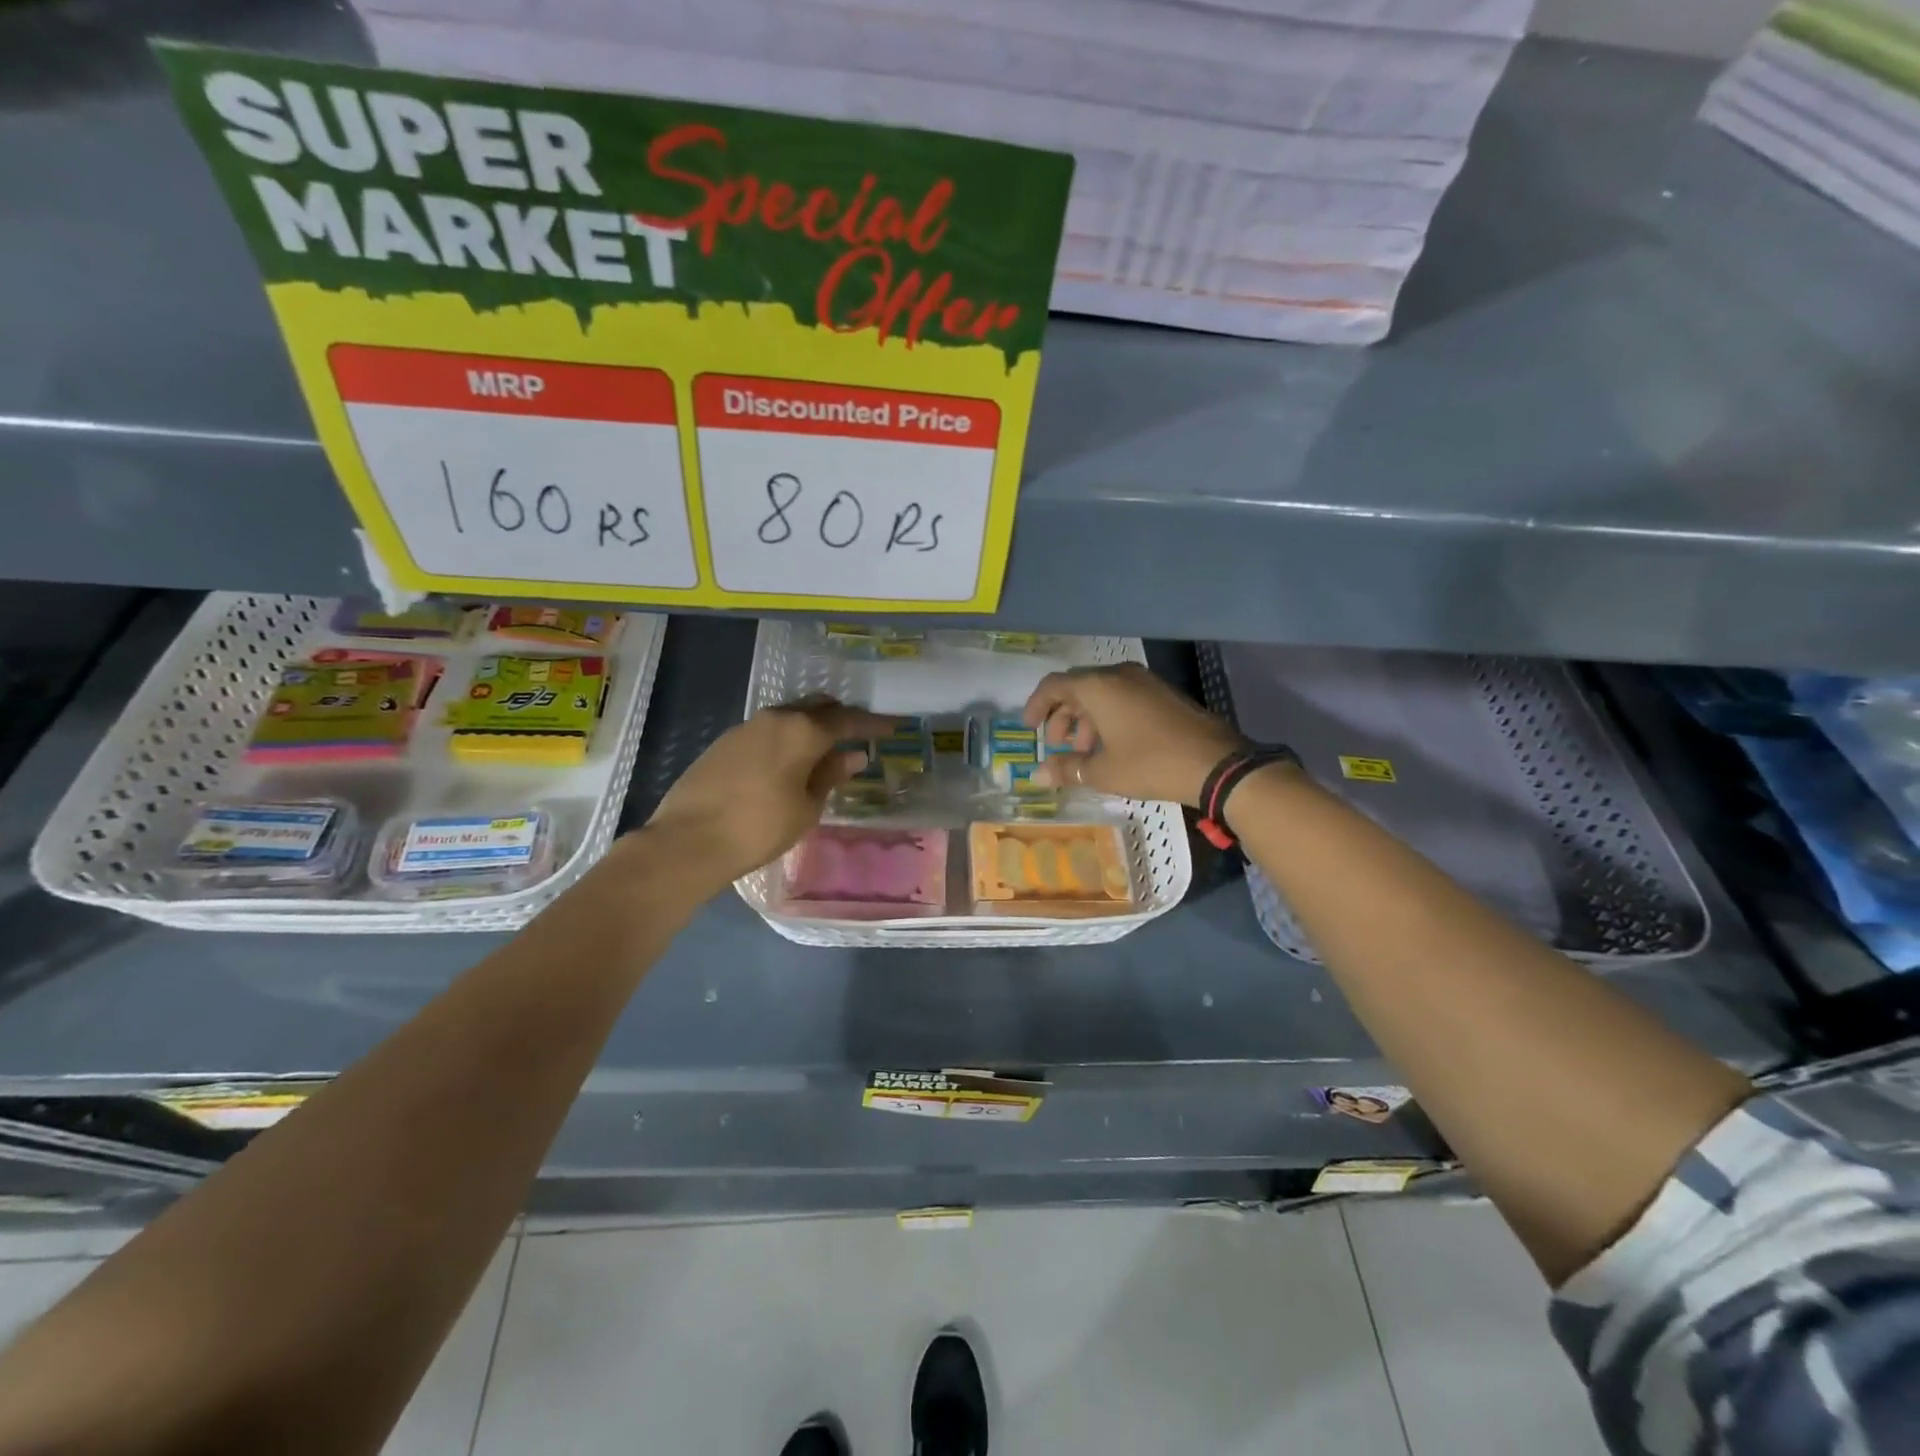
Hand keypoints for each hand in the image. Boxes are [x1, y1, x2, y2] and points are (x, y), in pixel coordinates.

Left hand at [644, 697, 894, 886]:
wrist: (688, 840)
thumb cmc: (759, 827)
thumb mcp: (806, 807)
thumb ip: (831, 775)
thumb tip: (853, 755)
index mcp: (802, 731)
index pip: (846, 720)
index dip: (872, 724)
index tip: (892, 726)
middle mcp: (775, 718)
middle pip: (816, 708)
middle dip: (839, 718)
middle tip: (857, 735)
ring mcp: (745, 727)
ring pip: (789, 717)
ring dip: (810, 728)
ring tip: (823, 750)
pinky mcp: (723, 743)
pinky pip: (766, 731)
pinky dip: (785, 739)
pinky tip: (787, 762)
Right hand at [1024, 663, 1245, 805]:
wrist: (1216, 764)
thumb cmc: (1151, 764)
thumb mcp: (1104, 771)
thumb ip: (1067, 769)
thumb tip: (1037, 775)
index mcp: (1099, 687)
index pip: (1054, 685)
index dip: (1036, 706)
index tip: (1029, 728)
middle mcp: (1119, 675)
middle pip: (1078, 687)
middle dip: (1062, 715)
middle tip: (1058, 745)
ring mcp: (1145, 681)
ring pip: (1102, 692)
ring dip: (1086, 718)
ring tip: (1085, 751)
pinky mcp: (1163, 693)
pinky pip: (1123, 696)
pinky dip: (1108, 716)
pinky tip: (1112, 745)